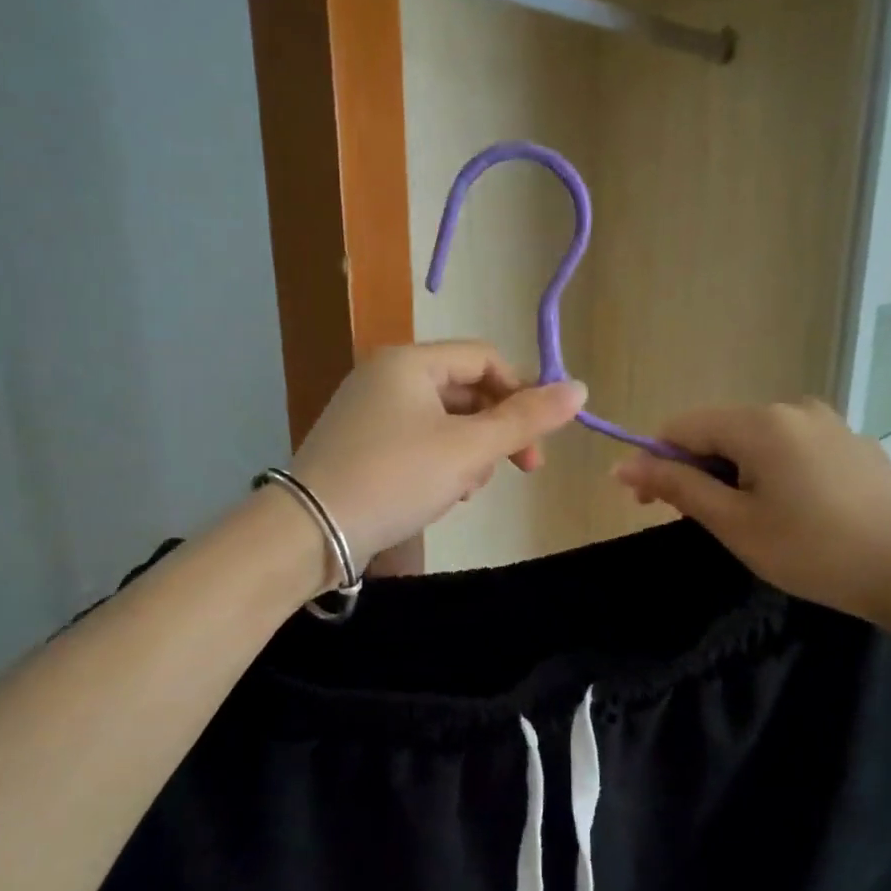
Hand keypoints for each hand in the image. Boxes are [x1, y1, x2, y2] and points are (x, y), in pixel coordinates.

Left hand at [290, 342, 586, 566]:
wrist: (310, 531)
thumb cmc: (395, 479)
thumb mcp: (468, 450)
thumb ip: (525, 419)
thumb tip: (580, 389)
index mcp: (409, 362)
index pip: (486, 359)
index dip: (522, 394)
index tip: (538, 442)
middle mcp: (385, 375)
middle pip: (465, 390)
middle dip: (495, 431)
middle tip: (514, 471)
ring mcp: (367, 410)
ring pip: (443, 420)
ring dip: (469, 451)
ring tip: (467, 489)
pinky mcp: (359, 444)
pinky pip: (416, 440)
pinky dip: (439, 462)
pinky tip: (442, 494)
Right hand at [610, 399, 890, 623]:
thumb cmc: (811, 550)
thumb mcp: (733, 522)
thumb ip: (677, 486)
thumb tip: (622, 465)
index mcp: (761, 422)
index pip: (683, 426)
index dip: (656, 460)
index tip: (647, 504)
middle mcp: (794, 408)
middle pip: (721, 430)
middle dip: (696, 469)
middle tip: (697, 519)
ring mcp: (830, 423)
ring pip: (757, 440)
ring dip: (734, 472)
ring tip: (747, 520)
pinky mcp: (854, 444)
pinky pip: (794, 448)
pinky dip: (773, 471)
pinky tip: (792, 511)